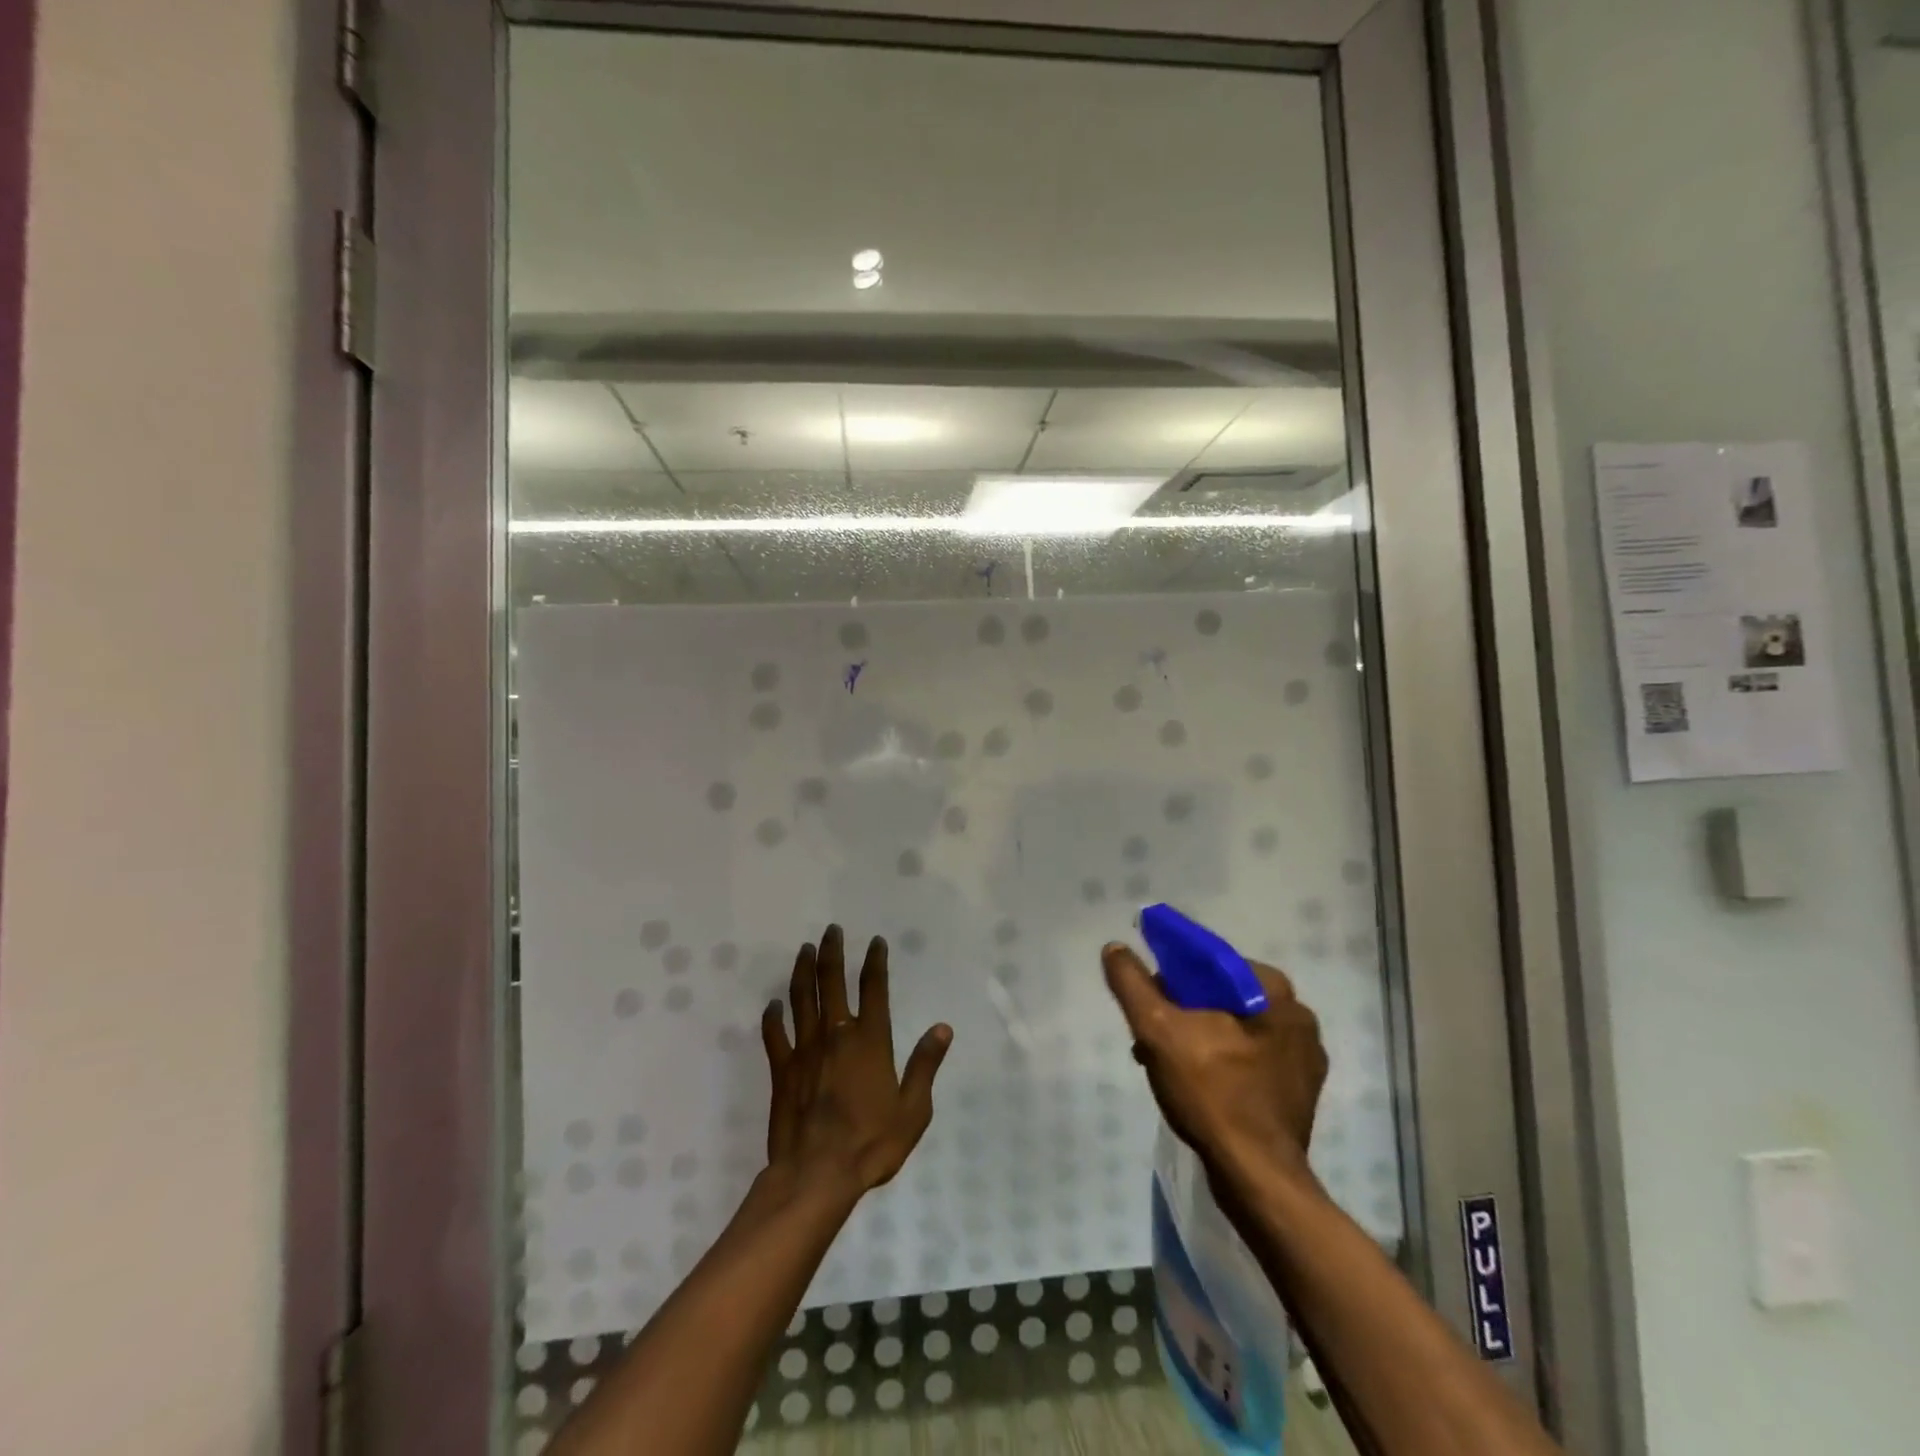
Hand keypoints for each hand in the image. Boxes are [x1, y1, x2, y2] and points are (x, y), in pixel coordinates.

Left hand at [761, 926, 953, 1199]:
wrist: (817, 1175)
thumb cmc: (871, 1144)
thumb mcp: (913, 1109)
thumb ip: (925, 1065)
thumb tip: (942, 1028)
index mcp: (870, 1041)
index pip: (874, 988)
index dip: (875, 962)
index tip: (875, 942)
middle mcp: (836, 1035)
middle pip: (832, 982)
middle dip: (832, 952)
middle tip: (831, 930)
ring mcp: (805, 1050)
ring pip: (801, 999)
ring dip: (803, 971)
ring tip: (804, 950)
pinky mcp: (782, 1070)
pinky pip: (774, 1035)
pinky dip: (772, 1017)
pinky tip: (772, 1005)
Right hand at [1101, 941, 1327, 1184]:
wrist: (1256, 1179)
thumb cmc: (1211, 1094)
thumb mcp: (1158, 1030)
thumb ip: (1133, 984)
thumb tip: (1115, 948)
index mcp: (1274, 993)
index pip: (1213, 963)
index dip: (1172, 974)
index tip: (1149, 999)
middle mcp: (1299, 1018)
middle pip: (1222, 996)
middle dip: (1181, 1011)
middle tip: (1150, 1036)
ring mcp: (1303, 1059)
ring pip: (1234, 1028)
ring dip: (1196, 1037)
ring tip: (1163, 1063)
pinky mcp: (1298, 1092)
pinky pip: (1249, 1058)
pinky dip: (1219, 1061)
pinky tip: (1194, 1085)